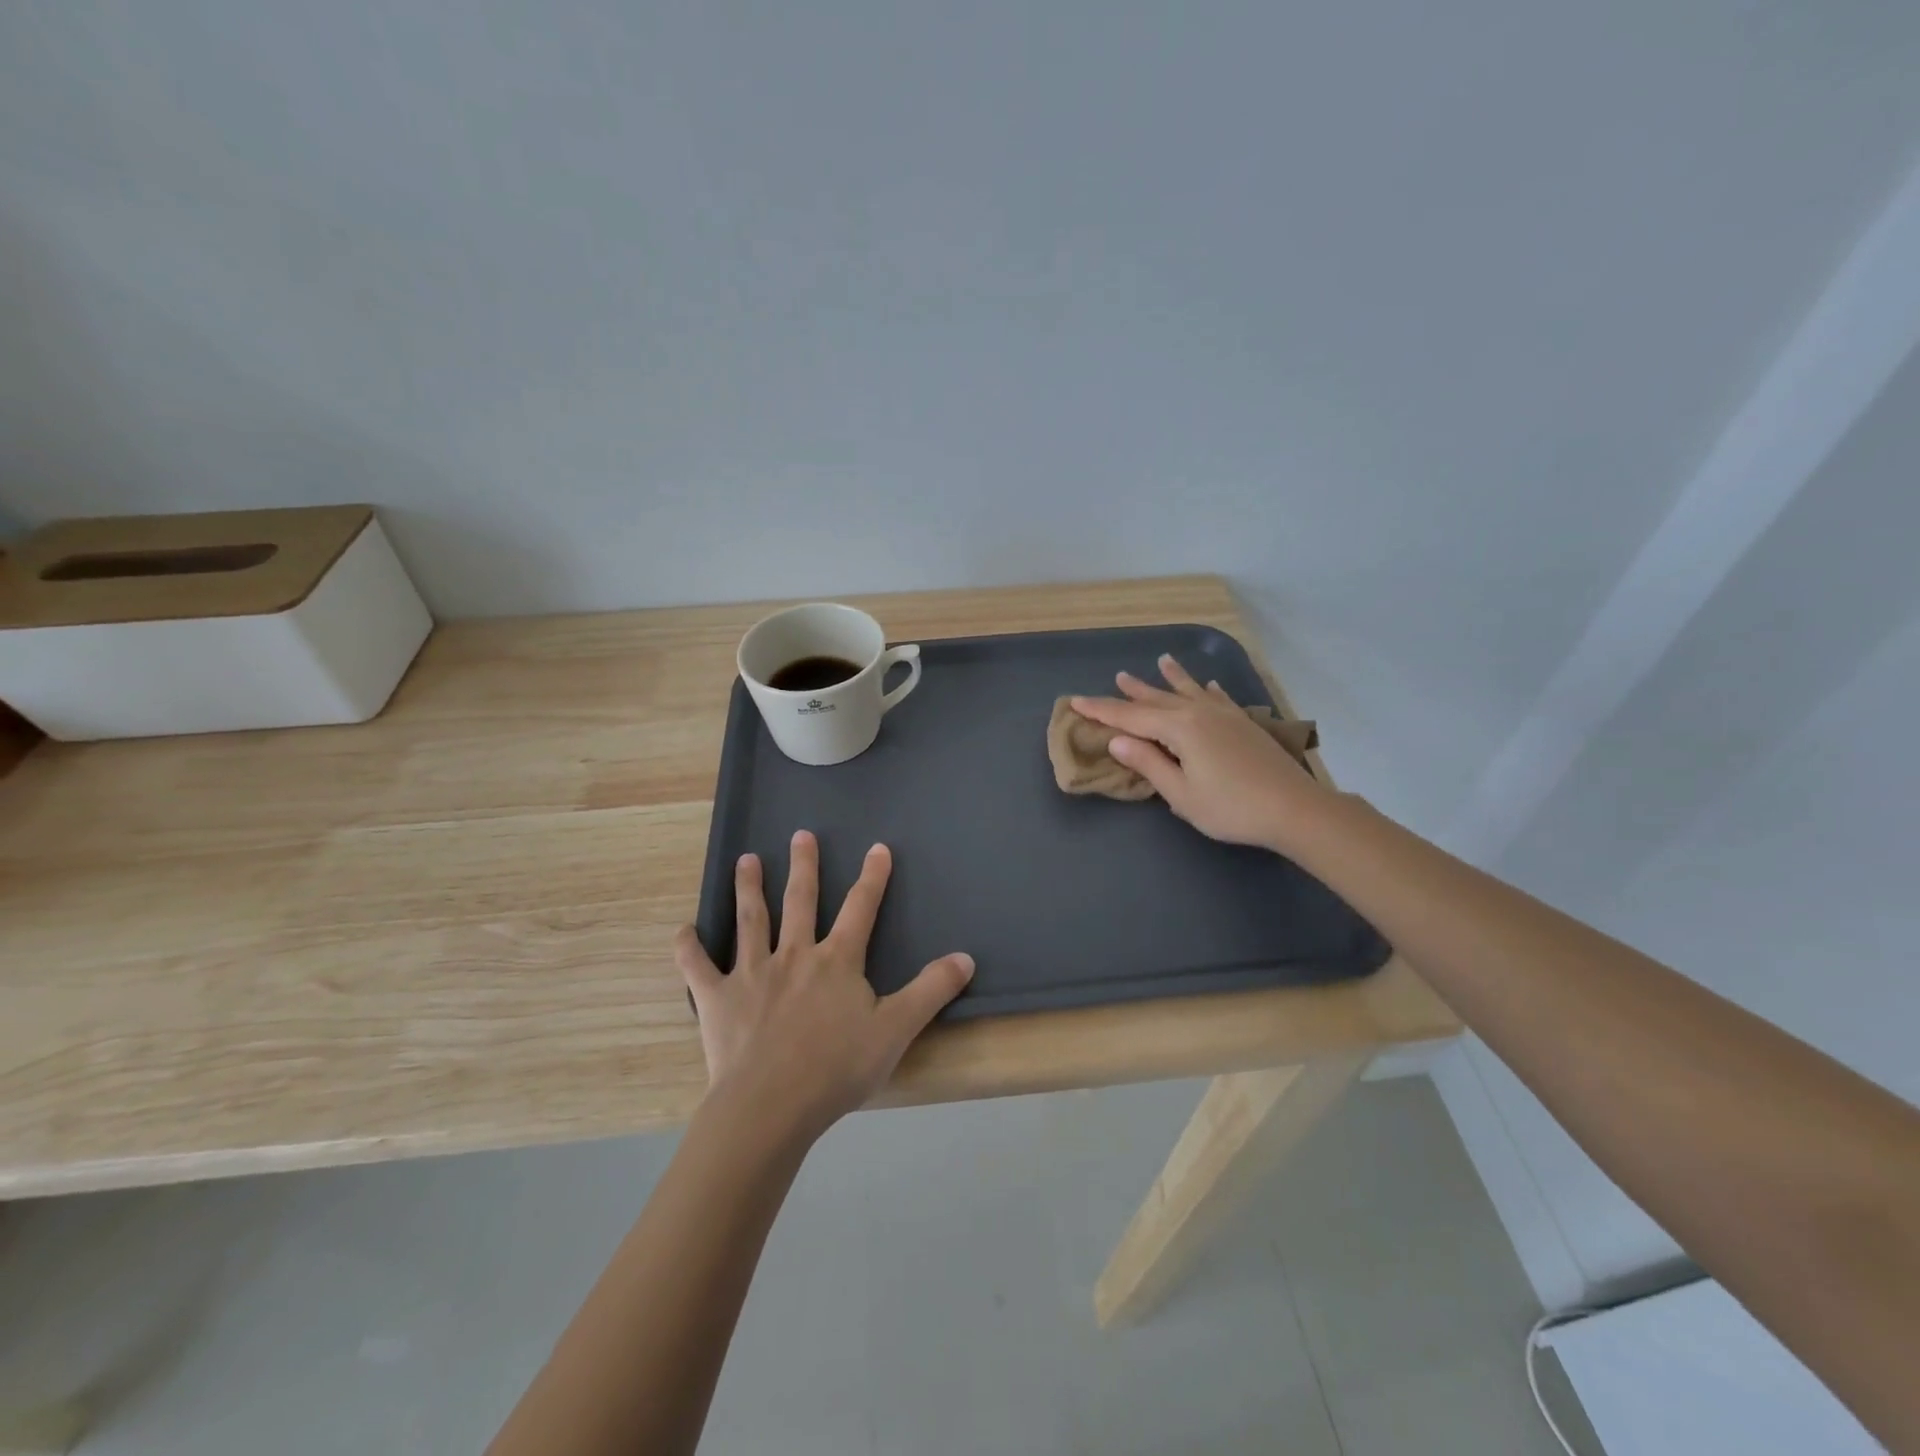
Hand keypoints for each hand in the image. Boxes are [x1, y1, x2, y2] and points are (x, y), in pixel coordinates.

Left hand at [674, 832, 973, 1142]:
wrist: (771, 1106)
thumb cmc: (836, 1068)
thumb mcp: (896, 1029)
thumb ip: (931, 991)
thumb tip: (966, 957)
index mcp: (836, 961)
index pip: (861, 909)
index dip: (872, 877)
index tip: (877, 848)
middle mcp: (794, 955)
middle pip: (801, 902)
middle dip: (805, 866)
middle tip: (801, 835)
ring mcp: (752, 973)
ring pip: (751, 921)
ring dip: (749, 888)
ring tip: (747, 860)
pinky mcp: (717, 999)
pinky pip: (698, 969)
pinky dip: (688, 949)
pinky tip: (682, 930)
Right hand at [1071, 654, 1328, 850]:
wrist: (1294, 809)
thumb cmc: (1231, 808)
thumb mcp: (1181, 793)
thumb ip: (1149, 763)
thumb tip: (1117, 739)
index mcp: (1179, 729)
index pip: (1130, 718)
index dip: (1101, 711)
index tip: (1075, 701)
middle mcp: (1199, 713)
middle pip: (1157, 700)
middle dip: (1132, 692)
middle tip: (1113, 678)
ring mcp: (1225, 715)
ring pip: (1189, 691)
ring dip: (1171, 678)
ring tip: (1160, 660)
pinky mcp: (1244, 724)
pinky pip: (1219, 698)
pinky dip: (1208, 690)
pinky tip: (1209, 684)